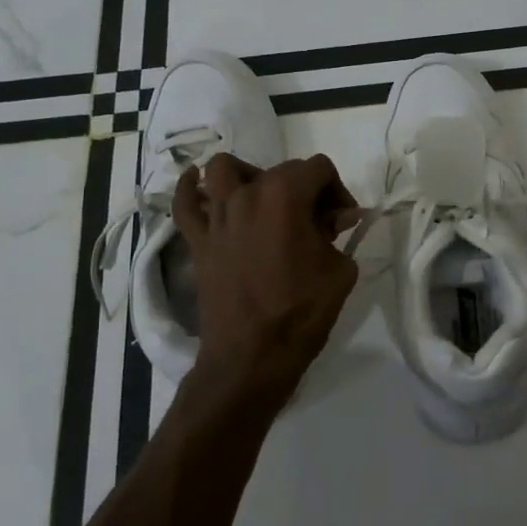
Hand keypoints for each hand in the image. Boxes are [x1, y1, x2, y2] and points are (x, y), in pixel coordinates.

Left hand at [172, 153, 359, 411]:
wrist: (252, 356)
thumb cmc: (302, 311)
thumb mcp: (339, 270)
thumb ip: (337, 233)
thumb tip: (336, 216)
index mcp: (286, 195)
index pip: (319, 169)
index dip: (338, 191)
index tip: (342, 222)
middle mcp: (247, 194)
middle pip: (281, 170)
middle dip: (305, 191)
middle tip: (317, 227)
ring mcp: (217, 216)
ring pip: (225, 169)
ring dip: (248, 176)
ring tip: (263, 200)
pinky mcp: (198, 240)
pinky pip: (184, 203)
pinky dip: (189, 188)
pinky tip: (197, 183)